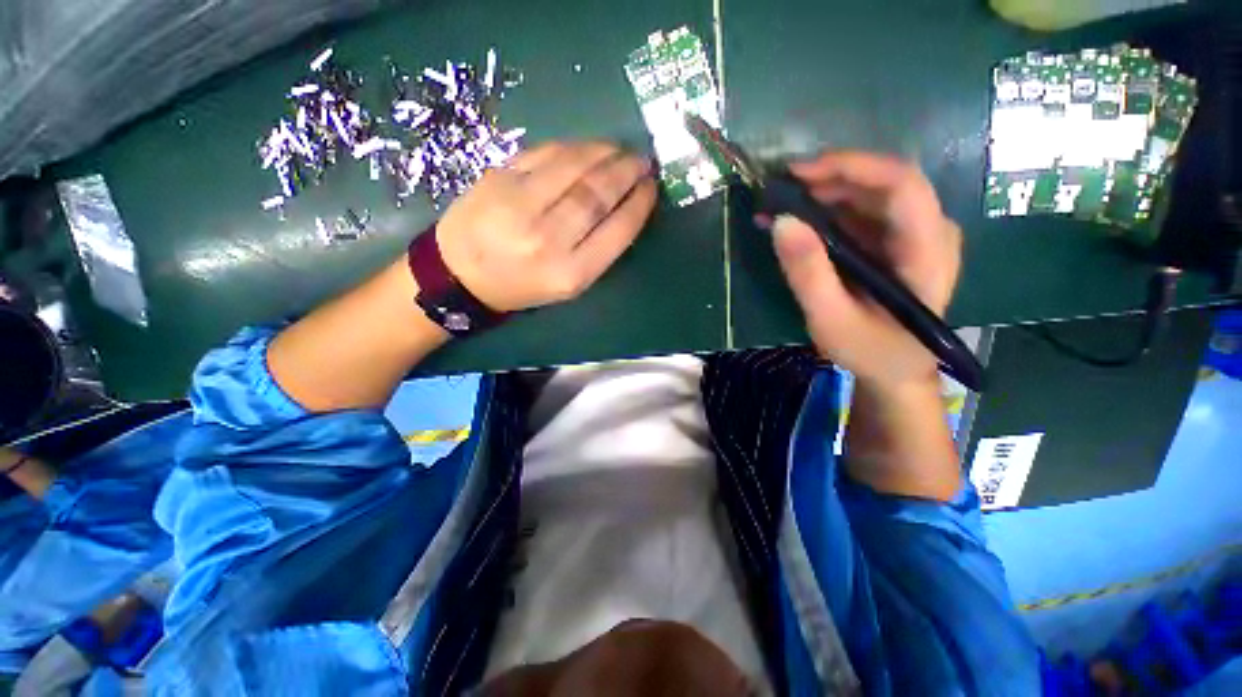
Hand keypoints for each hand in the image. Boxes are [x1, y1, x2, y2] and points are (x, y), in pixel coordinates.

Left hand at [437, 142, 657, 311]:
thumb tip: (625, 204)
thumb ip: (598, 249)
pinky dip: (573, 147)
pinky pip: (546, 153)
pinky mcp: (499, 178)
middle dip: (626, 171)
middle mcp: (548, 239)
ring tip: (620, 150)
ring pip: (574, 167)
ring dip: (604, 152)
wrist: (461, 274)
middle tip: (641, 161)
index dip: (640, 203)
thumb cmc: (523, 286)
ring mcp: (520, 204)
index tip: (651, 187)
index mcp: (570, 273)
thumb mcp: (569, 284)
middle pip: (597, 194)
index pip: (618, 230)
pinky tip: (588, 148)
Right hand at [769, 152, 961, 389]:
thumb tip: (780, 221)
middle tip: (779, 191)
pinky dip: (826, 213)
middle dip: (828, 179)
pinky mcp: (896, 243)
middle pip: (883, 183)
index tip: (799, 172)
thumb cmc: (869, 351)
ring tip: (779, 206)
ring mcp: (914, 235)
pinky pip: (862, 214)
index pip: (901, 184)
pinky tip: (796, 222)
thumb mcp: (831, 319)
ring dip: (823, 195)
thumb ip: (808, 273)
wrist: (895, 371)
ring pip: (870, 195)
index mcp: (928, 250)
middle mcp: (930, 231)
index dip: (851, 167)